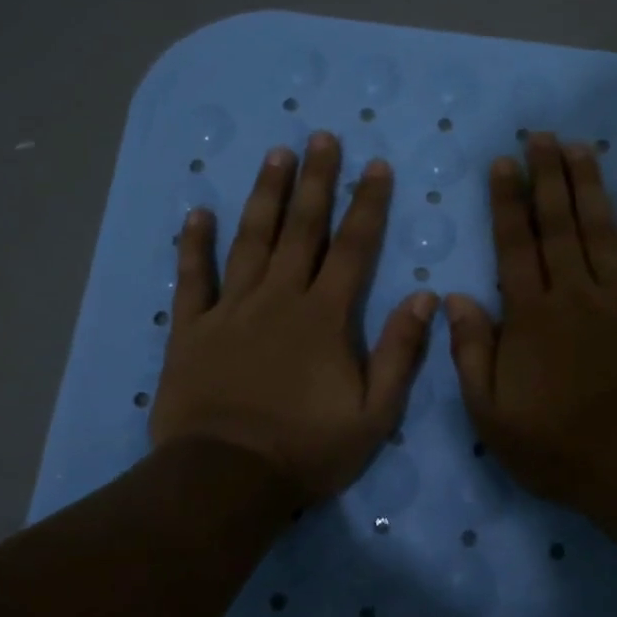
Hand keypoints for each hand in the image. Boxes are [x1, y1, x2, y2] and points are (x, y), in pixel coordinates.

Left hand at [149, 132, 437, 506]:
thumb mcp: (374, 413)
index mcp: (325, 316)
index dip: (367, 204)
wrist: (226, 479)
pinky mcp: (192, 329)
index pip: (353, 247)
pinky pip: (193, 277)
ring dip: (265, 195)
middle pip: (302, 229)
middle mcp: (279, 298)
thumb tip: (425, 298)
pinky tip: (198, 212)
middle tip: (321, 138)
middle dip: (316, 181)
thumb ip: (400, 352)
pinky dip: (194, 243)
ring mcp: (231, 309)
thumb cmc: (307, 449)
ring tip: (276, 154)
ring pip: (251, 240)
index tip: (375, 166)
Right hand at [445, 132, 616, 522]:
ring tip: (581, 148)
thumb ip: (472, 353)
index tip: (504, 161)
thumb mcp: (492, 416)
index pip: (515, 245)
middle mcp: (576, 294)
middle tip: (543, 135)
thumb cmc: (560, 448)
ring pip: (603, 232)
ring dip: (590, 187)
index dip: (507, 201)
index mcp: (532, 316)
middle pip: (559, 225)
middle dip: (548, 176)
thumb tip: (454, 298)